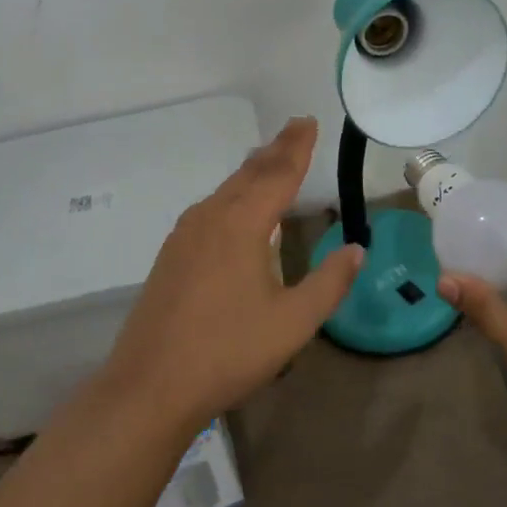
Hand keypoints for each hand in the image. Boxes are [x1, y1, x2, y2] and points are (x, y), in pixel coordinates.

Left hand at [102, 117, 362, 433]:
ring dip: (254, 170)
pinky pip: (211, 207)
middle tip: (297, 128)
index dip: (297, 147)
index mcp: (242, 224)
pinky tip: (236, 207)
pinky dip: (234, 193)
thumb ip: (329, 282)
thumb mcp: (292, 322)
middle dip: (276, 149)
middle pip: (250, 172)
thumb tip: (357, 249)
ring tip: (272, 158)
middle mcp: (212, 216)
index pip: (278, 174)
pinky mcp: (172, 253)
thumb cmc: (228, 351)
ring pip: (227, 188)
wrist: (150, 385)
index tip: (309, 121)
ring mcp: (186, 234)